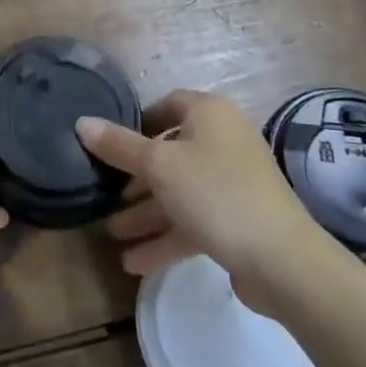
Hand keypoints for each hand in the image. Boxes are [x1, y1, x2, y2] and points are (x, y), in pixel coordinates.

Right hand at [76, 90, 319, 301]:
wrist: (283, 261)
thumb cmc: (216, 194)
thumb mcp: (159, 166)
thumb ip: (119, 146)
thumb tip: (82, 122)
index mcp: (210, 115)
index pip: (168, 105)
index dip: (137, 121)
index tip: (110, 144)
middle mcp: (224, 141)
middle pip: (170, 152)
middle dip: (135, 178)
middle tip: (105, 193)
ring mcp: (233, 183)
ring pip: (179, 191)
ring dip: (146, 213)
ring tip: (112, 233)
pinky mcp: (238, 221)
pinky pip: (194, 221)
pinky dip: (166, 237)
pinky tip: (135, 262)